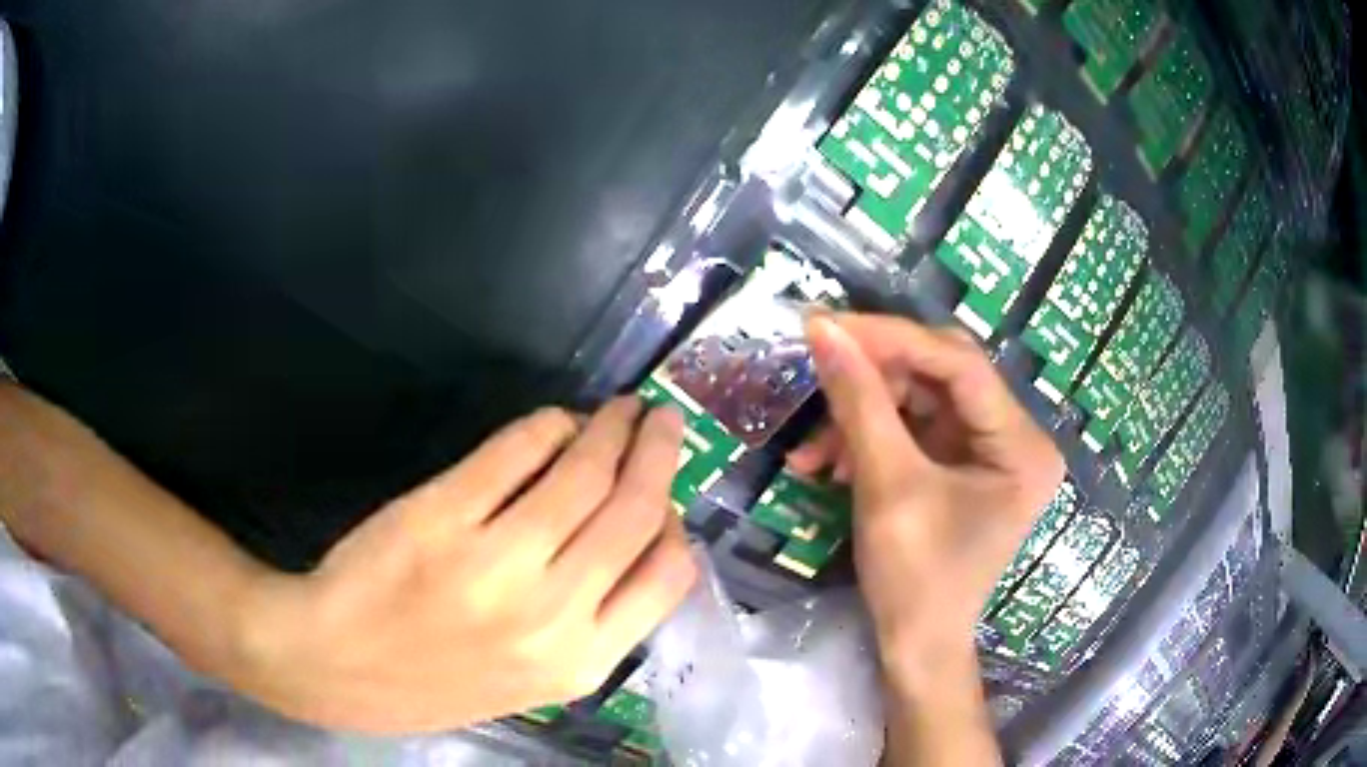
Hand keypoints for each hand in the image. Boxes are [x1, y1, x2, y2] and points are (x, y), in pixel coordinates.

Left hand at [232, 398, 697, 733]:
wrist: (333, 665)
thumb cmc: (433, 680)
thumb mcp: (530, 680)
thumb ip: (588, 623)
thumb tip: (628, 537)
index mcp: (579, 661)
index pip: (667, 576)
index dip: (675, 521)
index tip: (668, 492)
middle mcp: (551, 613)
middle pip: (633, 511)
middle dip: (657, 452)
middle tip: (662, 419)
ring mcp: (495, 562)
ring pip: (581, 474)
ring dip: (608, 429)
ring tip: (617, 410)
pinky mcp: (443, 515)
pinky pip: (516, 452)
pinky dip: (545, 427)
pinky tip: (553, 422)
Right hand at [795, 314, 1062, 764]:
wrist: (916, 647)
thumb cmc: (915, 580)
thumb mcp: (887, 486)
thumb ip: (859, 401)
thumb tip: (823, 330)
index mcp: (1021, 445)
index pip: (959, 364)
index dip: (891, 338)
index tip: (826, 325)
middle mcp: (1016, 437)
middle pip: (941, 375)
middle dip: (874, 377)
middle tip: (817, 372)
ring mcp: (990, 450)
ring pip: (920, 399)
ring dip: (863, 415)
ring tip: (814, 451)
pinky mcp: (963, 464)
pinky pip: (913, 429)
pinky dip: (871, 438)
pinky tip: (831, 464)